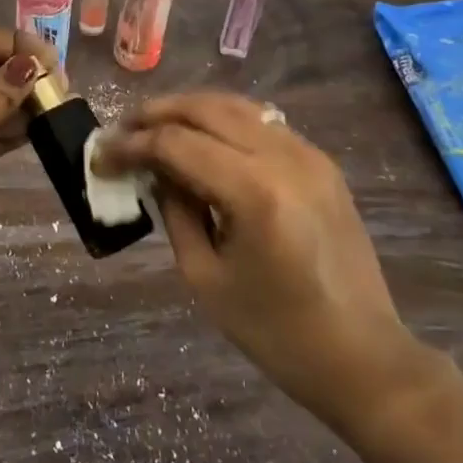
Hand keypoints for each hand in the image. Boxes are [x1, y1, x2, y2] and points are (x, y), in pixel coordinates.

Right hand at [93, 92, 422, 429]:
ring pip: (235, 106)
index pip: (176, 144)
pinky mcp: (322, 164)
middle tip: (122, 132)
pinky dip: (223, 123)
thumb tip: (154, 171)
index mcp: (254, 192)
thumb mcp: (205, 276)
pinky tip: (202, 142)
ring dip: (189, 111)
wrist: (362, 356)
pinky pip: (262, 124)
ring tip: (155, 129)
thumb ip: (175, 211)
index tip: (100, 156)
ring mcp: (309, 155)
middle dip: (155, 114)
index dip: (131, 145)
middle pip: (205, 109)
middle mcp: (284, 158)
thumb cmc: (275, 332)